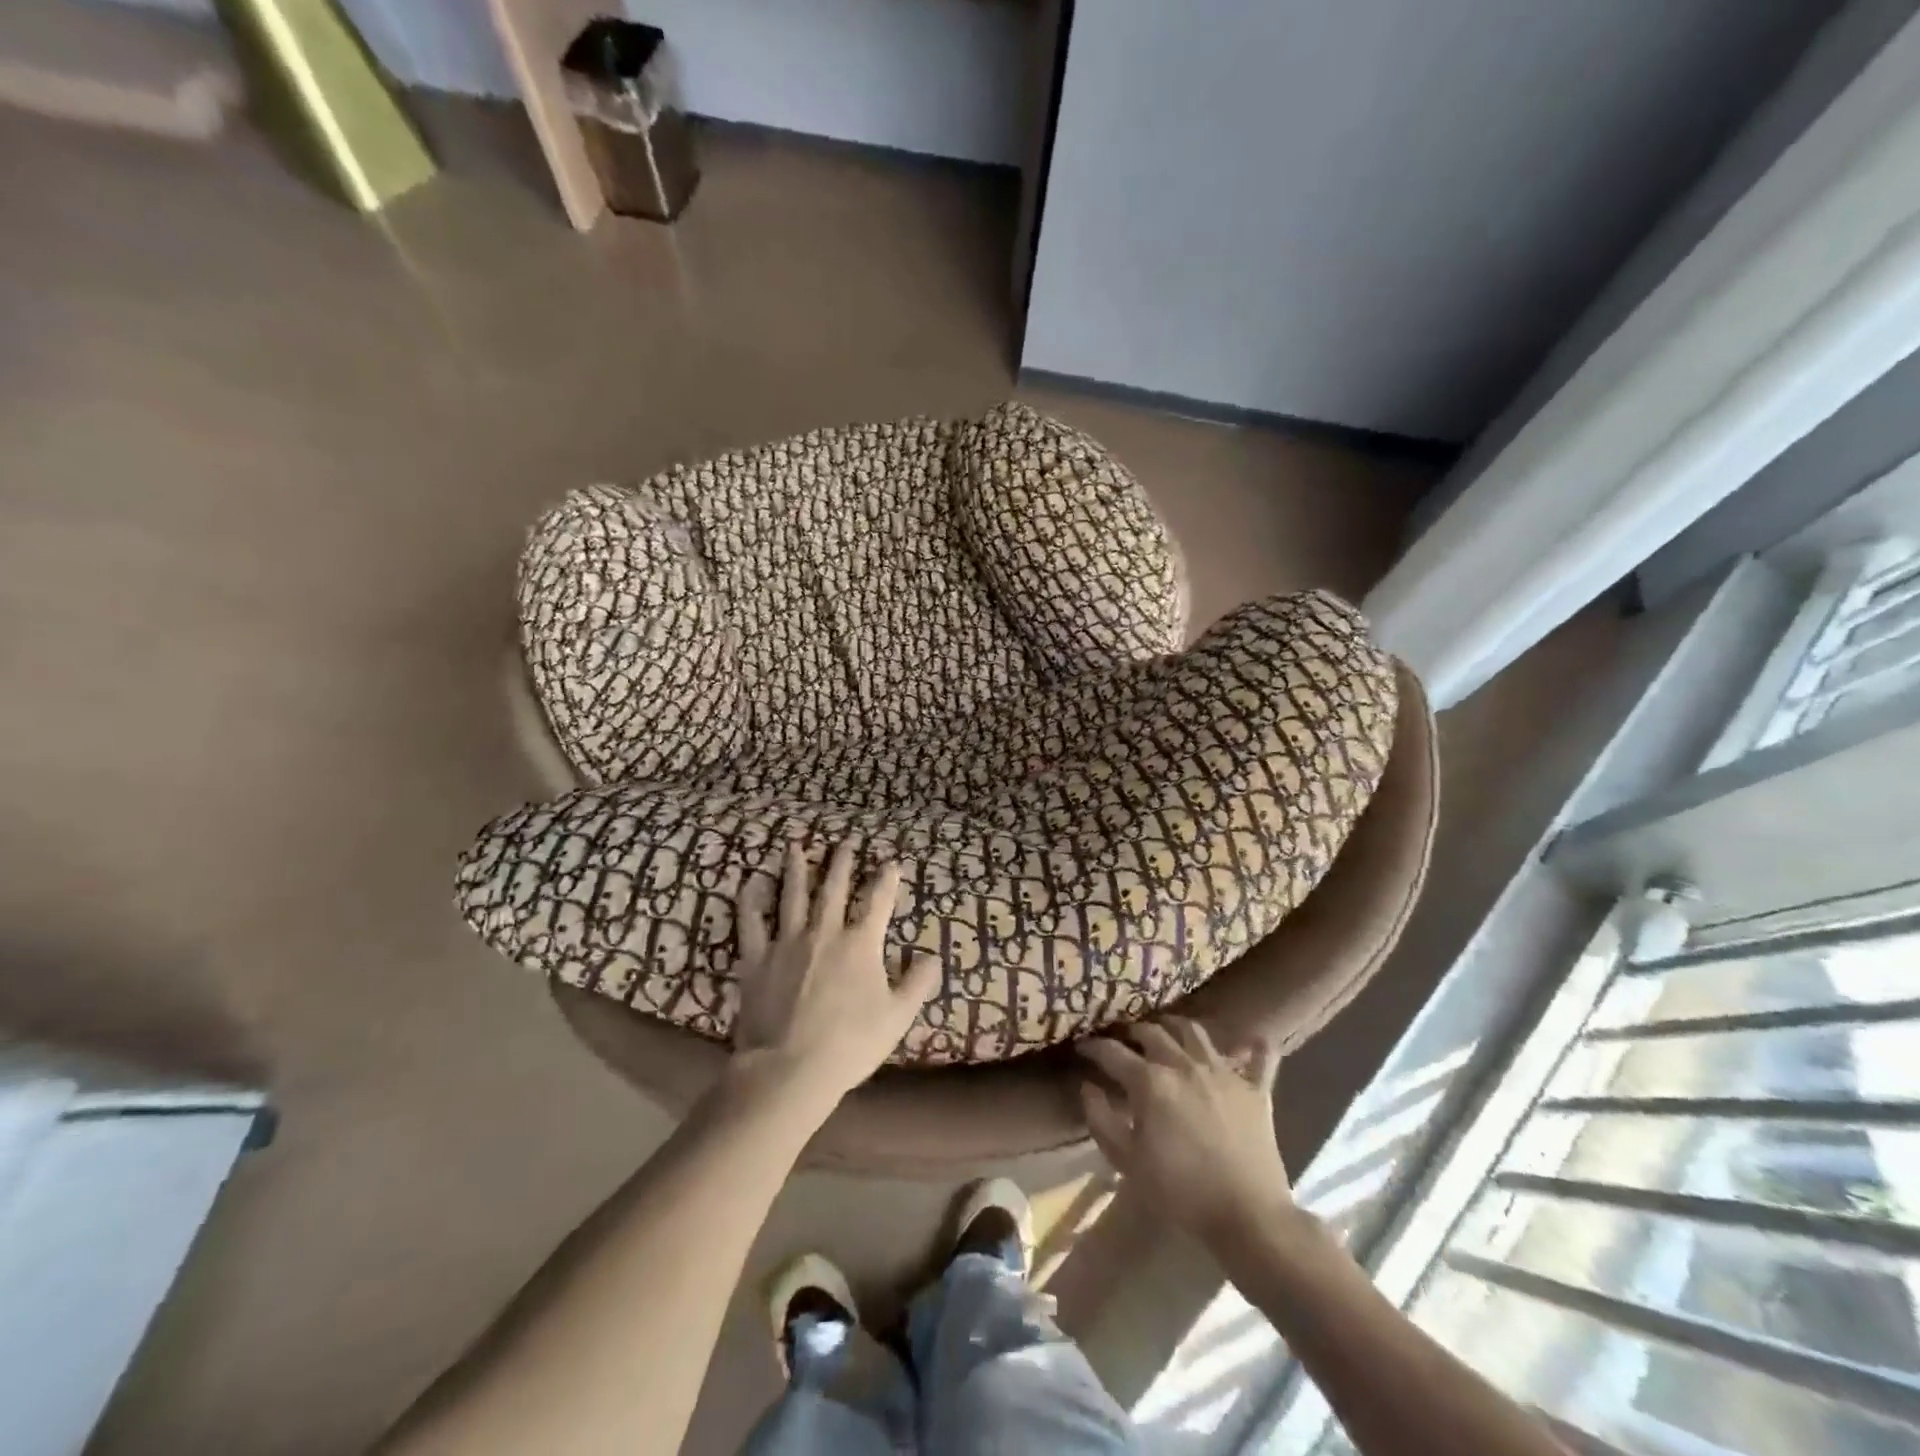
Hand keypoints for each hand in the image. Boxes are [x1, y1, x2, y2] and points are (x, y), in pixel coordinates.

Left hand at [730, 841, 940, 1110]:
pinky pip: (751, 923)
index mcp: (860, 945)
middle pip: (833, 890)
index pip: (877, 903)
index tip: (891, 862)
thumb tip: (934, 956)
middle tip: (844, 842)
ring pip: (792, 896)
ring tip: (795, 846)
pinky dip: (750, 901)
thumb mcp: (897, 1017)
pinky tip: (750, 883)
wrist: (790, 1068)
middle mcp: (824, 933)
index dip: (886, 880)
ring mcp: (786, 943)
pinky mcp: (756, 959)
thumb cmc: (850, 1044)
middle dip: (841, 864)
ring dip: (795, 869)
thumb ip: (918, 983)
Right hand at [1077, 1017, 1294, 1241]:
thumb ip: (1100, 1119)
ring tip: (1167, 1031)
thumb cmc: (1180, 1190)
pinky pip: (1260, 1058)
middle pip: (1152, 1032)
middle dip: (1132, 1032)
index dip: (1093, 1047)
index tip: (1082, 1047)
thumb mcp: (1127, 1161)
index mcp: (1150, 1081)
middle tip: (1124, 1040)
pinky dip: (1254, 1047)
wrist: (1248, 1215)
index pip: (1112, 1052)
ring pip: (1195, 1032)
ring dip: (1176, 1026)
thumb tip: (1088, 1086)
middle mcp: (1184, 1064)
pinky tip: (1252, 1042)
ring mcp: (1223, 1072)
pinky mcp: (1255, 1089)